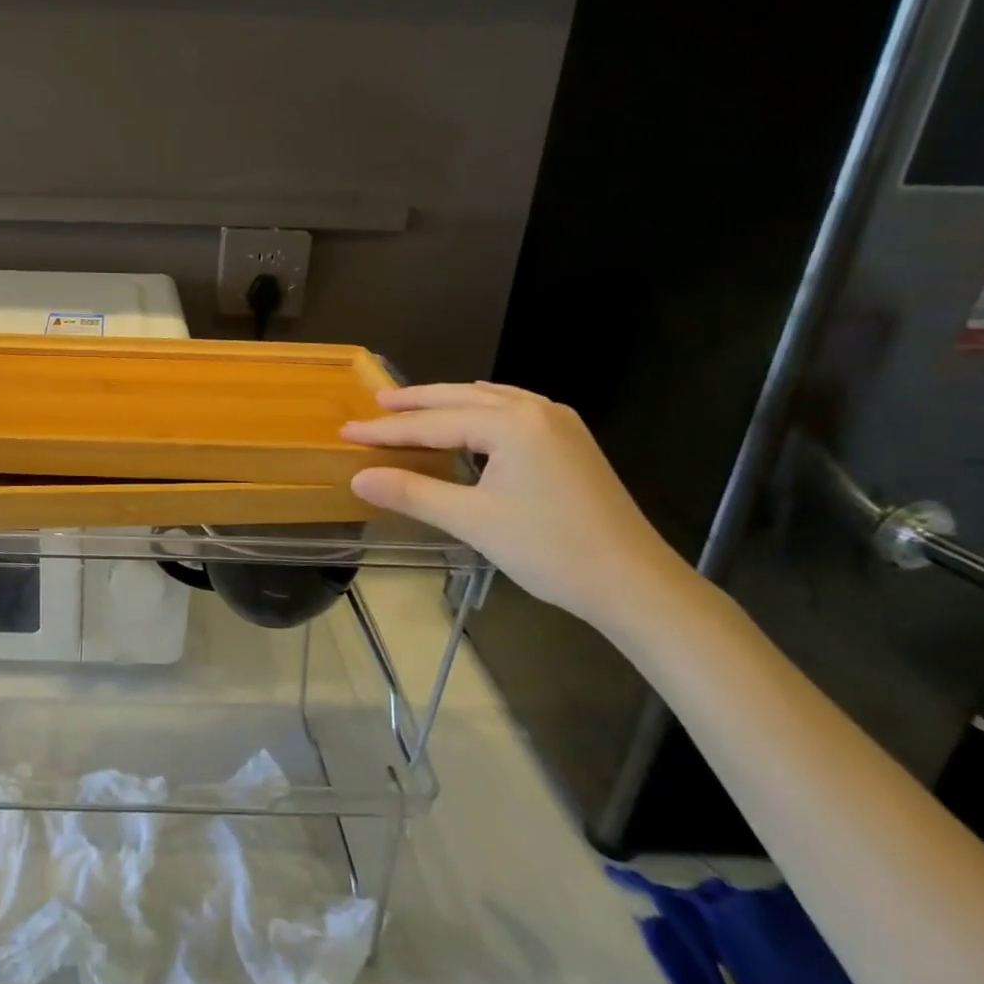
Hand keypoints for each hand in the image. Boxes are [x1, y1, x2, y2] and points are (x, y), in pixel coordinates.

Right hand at [342, 382, 692, 628]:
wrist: (635, 584)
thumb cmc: (550, 549)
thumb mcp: (472, 521)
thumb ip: (412, 492)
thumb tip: (357, 477)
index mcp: (512, 424)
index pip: (434, 424)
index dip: (387, 430)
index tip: (348, 430)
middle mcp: (536, 410)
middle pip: (462, 398)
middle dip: (416, 402)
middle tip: (376, 403)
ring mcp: (560, 423)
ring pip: (490, 400)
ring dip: (449, 402)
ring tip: (414, 404)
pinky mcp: (572, 442)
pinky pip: (514, 409)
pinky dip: (481, 409)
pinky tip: (475, 415)